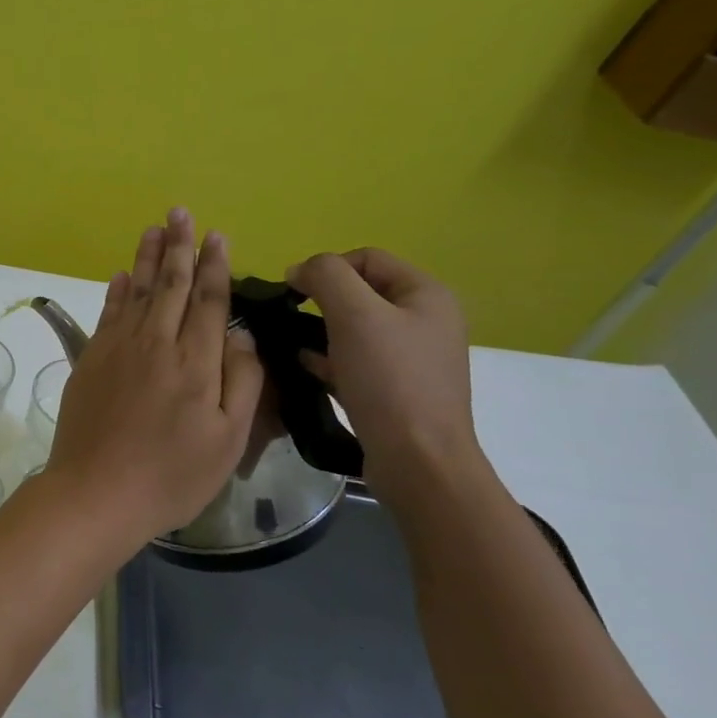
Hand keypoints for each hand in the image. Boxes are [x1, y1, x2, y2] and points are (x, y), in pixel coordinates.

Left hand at [44, 208, 264, 547]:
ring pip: (138, 292)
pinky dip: (117, 291)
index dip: (215, 266)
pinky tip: (122, 276)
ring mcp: (117, 349)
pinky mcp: (90, 360)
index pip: (209, 301)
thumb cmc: (172, 475)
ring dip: (148, 259)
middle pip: (171, 286)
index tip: (217, 235)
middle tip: (180, 212)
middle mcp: (155, 344)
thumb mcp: (227, 439)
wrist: (96, 492)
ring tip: (153, 229)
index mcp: (195, 362)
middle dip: (178, 246)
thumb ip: (240, 381)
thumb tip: (238, 333)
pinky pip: (107, 314)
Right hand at [284, 249, 483, 495]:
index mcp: (426, 294)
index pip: (366, 257)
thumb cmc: (389, 379)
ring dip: (321, 330)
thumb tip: (299, 270)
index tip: (292, 292)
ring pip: (356, 327)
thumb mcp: (354, 314)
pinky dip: (328, 358)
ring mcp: (413, 357)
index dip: (326, 267)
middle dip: (321, 300)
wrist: (417, 459)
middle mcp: (426, 320)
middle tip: (290, 318)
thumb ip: (325, 276)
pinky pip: (356, 359)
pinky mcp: (396, 388)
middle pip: (361, 292)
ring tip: (291, 342)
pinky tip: (304, 366)